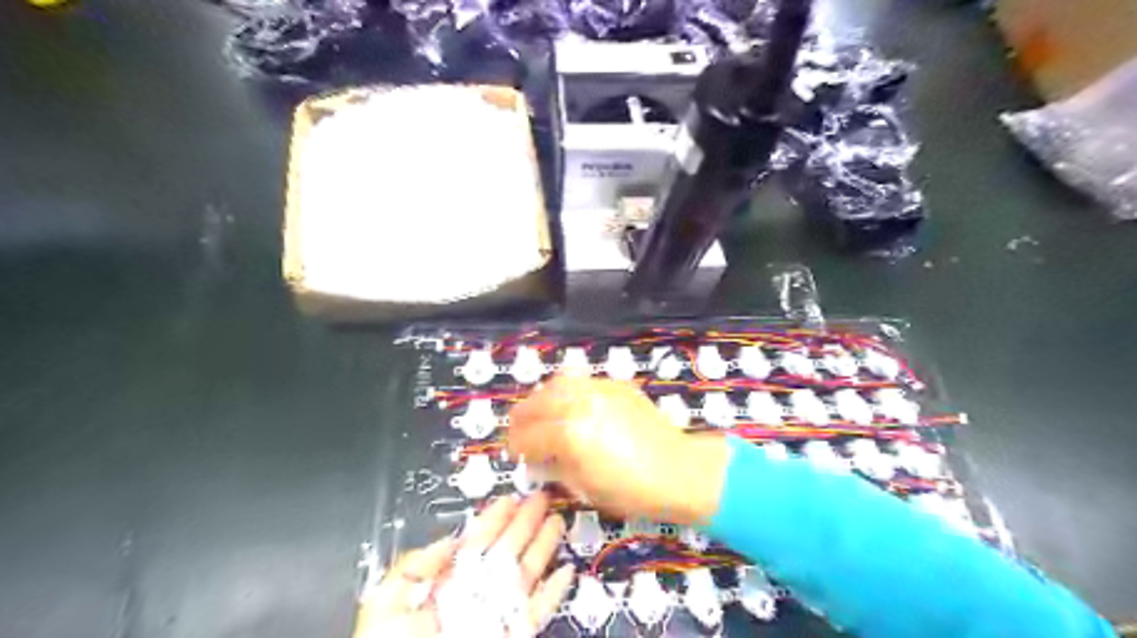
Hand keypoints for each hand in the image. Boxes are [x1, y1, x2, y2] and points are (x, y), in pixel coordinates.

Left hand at [351, 493, 574, 637]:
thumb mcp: (386, 600)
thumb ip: (416, 565)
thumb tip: (451, 539)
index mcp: (445, 582)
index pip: (475, 542)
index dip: (494, 518)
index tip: (511, 498)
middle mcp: (474, 594)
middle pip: (506, 551)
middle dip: (525, 523)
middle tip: (543, 498)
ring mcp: (496, 615)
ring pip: (526, 575)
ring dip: (543, 548)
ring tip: (558, 521)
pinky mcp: (513, 635)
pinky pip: (537, 612)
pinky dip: (554, 593)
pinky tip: (566, 572)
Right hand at [506, 375, 728, 525]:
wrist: (678, 471)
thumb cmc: (632, 491)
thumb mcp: (585, 488)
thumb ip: (554, 468)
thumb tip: (535, 460)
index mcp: (570, 435)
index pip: (528, 435)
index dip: (515, 446)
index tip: (514, 454)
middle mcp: (581, 404)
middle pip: (537, 402)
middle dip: (521, 418)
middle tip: (519, 432)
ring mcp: (600, 390)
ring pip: (557, 383)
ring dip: (541, 398)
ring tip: (541, 413)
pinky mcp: (616, 386)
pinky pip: (582, 381)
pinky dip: (567, 391)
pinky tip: (570, 406)